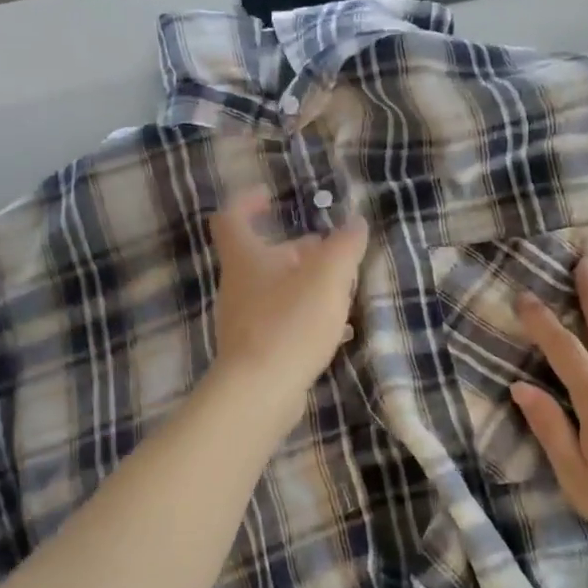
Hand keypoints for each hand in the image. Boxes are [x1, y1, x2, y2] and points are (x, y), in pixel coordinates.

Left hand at [208, 186, 368, 409]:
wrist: (260, 392)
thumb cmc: (290, 323)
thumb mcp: (328, 277)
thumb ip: (345, 246)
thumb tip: (355, 223)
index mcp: (246, 259)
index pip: (233, 218)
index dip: (248, 202)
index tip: (271, 196)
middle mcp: (238, 286)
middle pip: (262, 257)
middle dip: (297, 250)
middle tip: (329, 251)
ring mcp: (243, 320)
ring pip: (275, 290)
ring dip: (304, 284)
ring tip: (340, 290)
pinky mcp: (254, 350)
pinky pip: (281, 321)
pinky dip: (305, 316)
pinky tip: (334, 329)